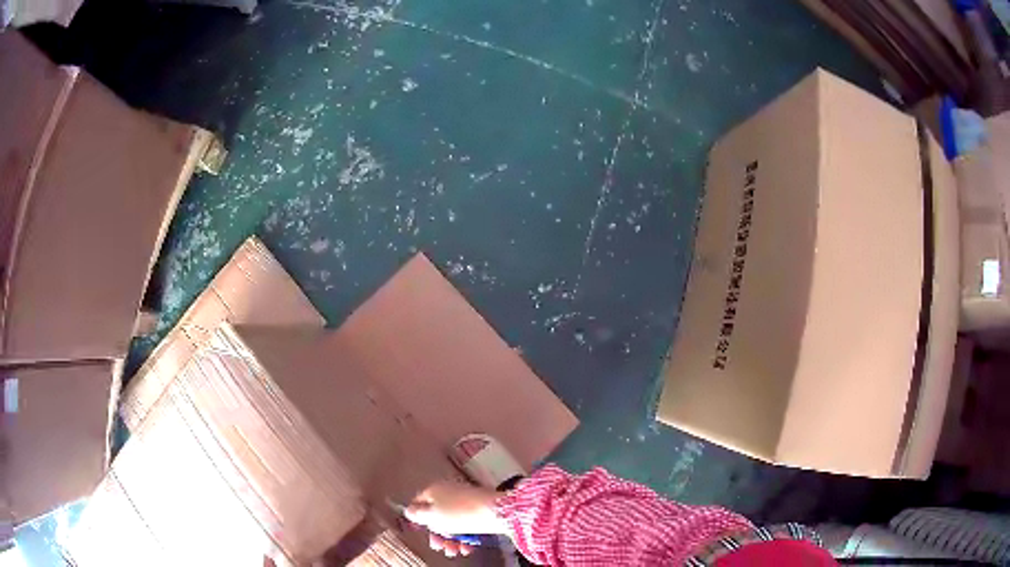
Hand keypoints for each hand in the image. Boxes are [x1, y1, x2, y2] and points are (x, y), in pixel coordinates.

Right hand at [405, 482, 506, 557]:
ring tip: (453, 551)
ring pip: (451, 523)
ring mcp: (464, 502)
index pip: (418, 502)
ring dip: (450, 540)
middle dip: (437, 534)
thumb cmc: (459, 513)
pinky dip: (464, 537)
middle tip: (439, 546)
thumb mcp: (432, 515)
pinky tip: (466, 548)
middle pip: (435, 515)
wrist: (495, 512)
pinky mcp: (478, 511)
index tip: (419, 531)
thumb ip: (417, 514)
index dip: (417, 517)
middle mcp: (448, 493)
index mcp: (434, 490)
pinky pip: (465, 525)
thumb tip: (408, 511)